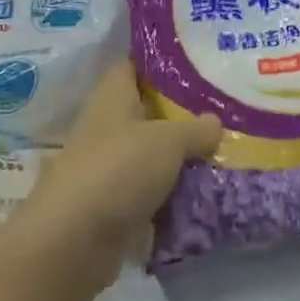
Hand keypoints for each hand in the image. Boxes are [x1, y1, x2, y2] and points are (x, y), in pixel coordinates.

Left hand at [15, 58, 219, 284]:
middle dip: (183, 112)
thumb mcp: (168, 140)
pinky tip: (207, 192)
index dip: (163, 58)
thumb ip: (195, 128)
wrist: (74, 243)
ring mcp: (109, 166)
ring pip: (152, 153)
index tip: (199, 58)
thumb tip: (215, 122)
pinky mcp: (114, 204)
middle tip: (225, 108)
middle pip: (148, 110)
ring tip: (225, 151)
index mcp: (113, 95)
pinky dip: (173, 193)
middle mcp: (108, 125)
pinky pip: (151, 190)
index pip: (135, 63)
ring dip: (181, 157)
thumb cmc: (119, 169)